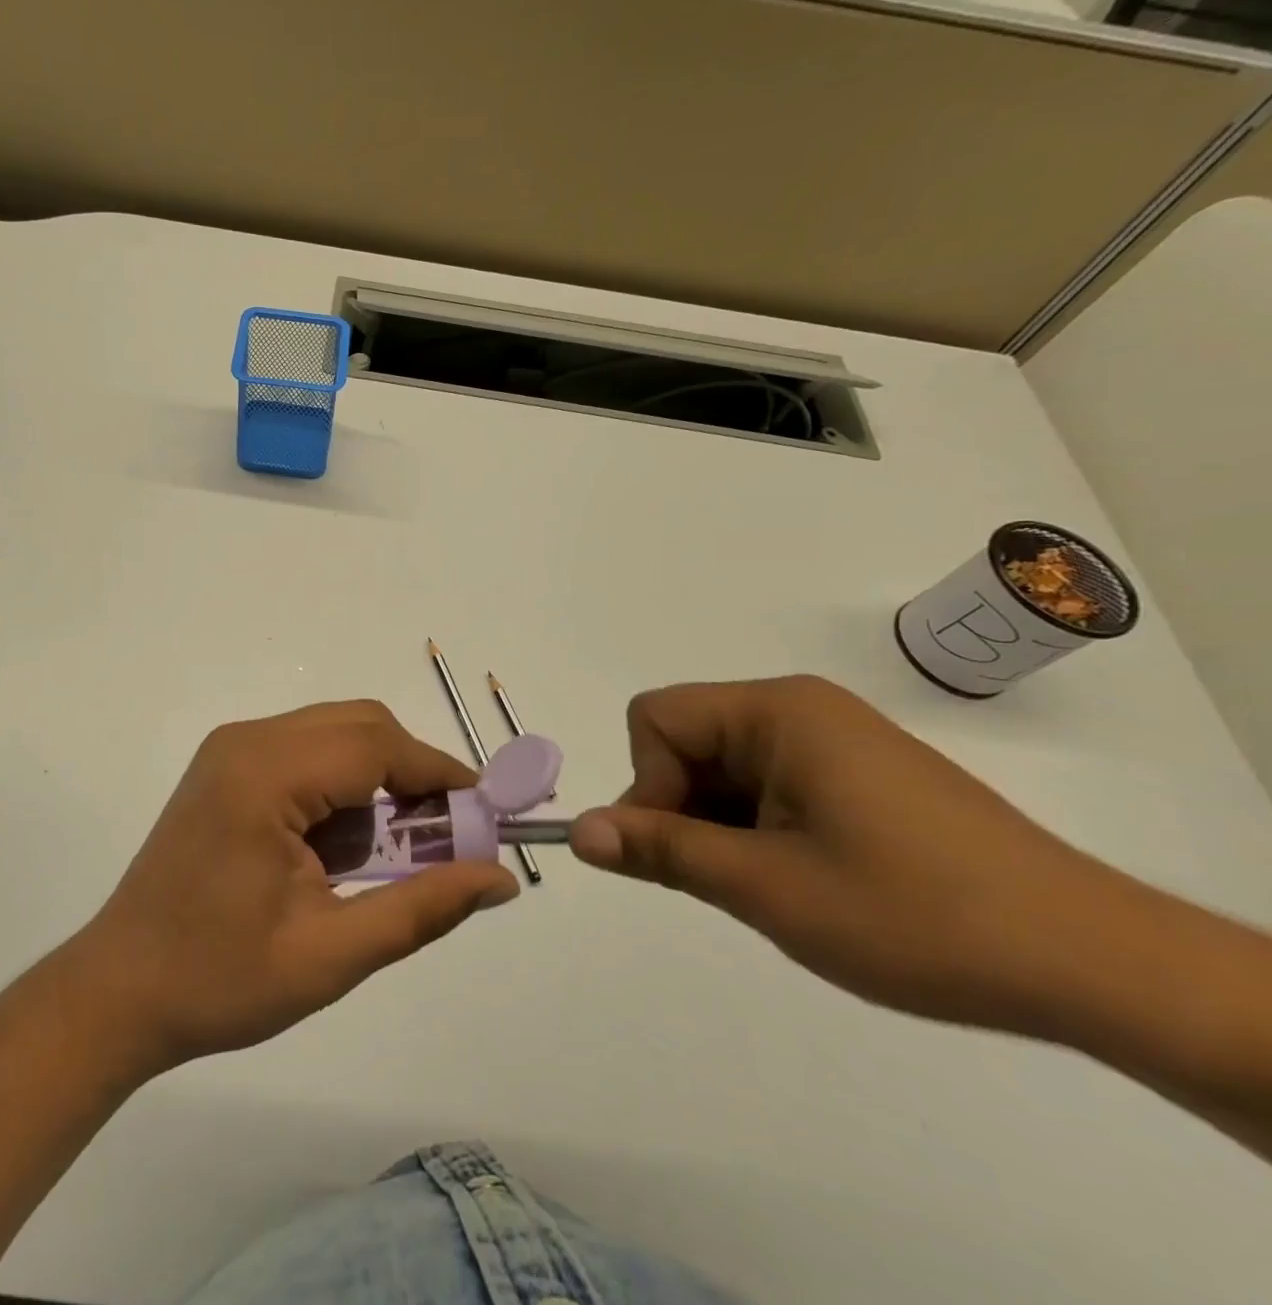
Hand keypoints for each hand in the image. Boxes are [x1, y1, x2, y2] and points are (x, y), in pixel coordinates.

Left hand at [67, 701, 518, 1073]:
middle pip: (358, 726)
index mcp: (265, 775)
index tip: (487, 813)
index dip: (440, 773)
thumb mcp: (331, 954)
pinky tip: (341, 847)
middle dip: (412, 772)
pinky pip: (305, 752)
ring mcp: (231, 749)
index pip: (376, 746)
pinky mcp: (226, 766)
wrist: (119, 991)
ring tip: (393, 853)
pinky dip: (341, 786)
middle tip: (443, 838)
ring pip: (334, 734)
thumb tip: (500, 879)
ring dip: (377, 780)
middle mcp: (246, 741)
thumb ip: (422, 909)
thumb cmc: (219, 980)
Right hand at [569, 676, 1133, 1034]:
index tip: (680, 852)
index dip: (648, 784)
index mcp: (776, 710)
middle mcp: (800, 708)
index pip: (656, 720)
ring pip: (724, 767)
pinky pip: (768, 783)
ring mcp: (833, 740)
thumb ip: (660, 849)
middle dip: (681, 807)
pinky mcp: (858, 774)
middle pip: (686, 739)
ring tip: (772, 886)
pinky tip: (801, 878)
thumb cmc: (912, 913)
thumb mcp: (765, 886)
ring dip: (720, 824)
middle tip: (725, 880)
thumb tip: (579, 831)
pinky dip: (757, 827)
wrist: (1090, 962)